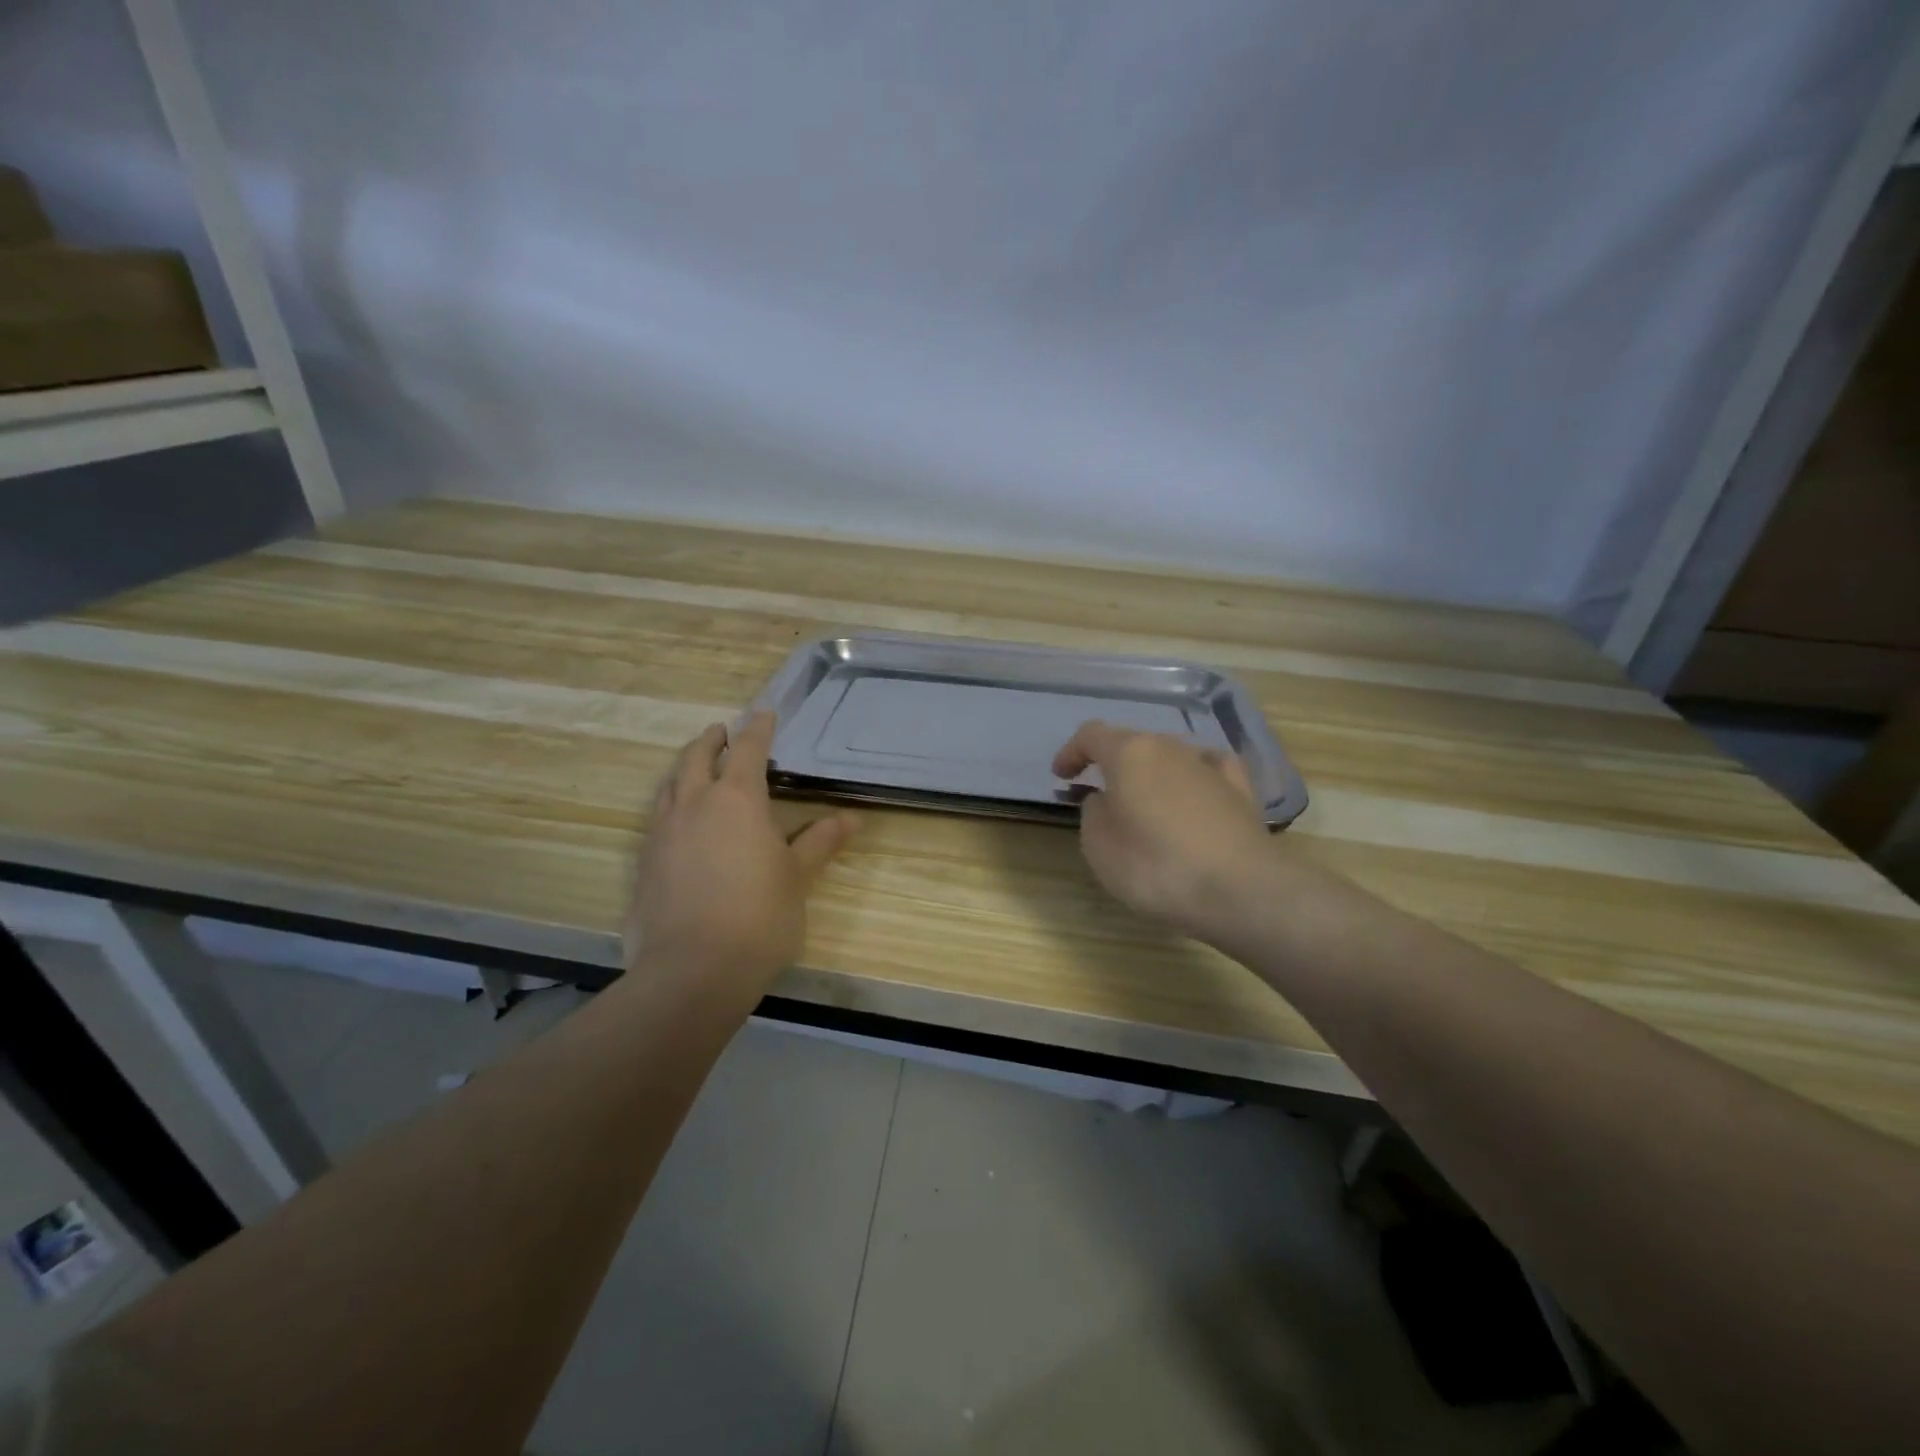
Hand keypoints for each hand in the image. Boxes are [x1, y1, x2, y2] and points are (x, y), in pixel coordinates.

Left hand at [625, 713, 858, 993]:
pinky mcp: (644, 862)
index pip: (747, 750)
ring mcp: (663, 833)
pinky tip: (681, 822)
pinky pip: (658, 817)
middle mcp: (695, 805)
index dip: (757, 729)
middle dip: (711, 740)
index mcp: (737, 800)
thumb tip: (852, 819)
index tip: (764, 714)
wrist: (693, 971)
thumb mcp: (797, 878)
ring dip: (685, 768)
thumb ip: (819, 842)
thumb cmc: (758, 917)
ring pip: (671, 784)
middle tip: (721, 732)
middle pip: (697, 757)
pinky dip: (671, 803)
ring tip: (697, 767)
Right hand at [1053, 721, 1271, 937]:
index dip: (1071, 752)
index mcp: (1129, 753)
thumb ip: (1093, 813)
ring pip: (1170, 756)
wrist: (1239, 889)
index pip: (1090, 735)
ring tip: (1144, 801)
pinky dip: (1193, 776)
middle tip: (1099, 792)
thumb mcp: (1098, 846)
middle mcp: (1169, 747)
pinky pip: (1208, 769)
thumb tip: (1106, 799)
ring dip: (1151, 773)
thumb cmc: (1155, 866)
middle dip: (1112, 764)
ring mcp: (1208, 764)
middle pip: (1132, 743)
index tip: (1061, 775)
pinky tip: (1194, 789)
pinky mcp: (1240, 788)